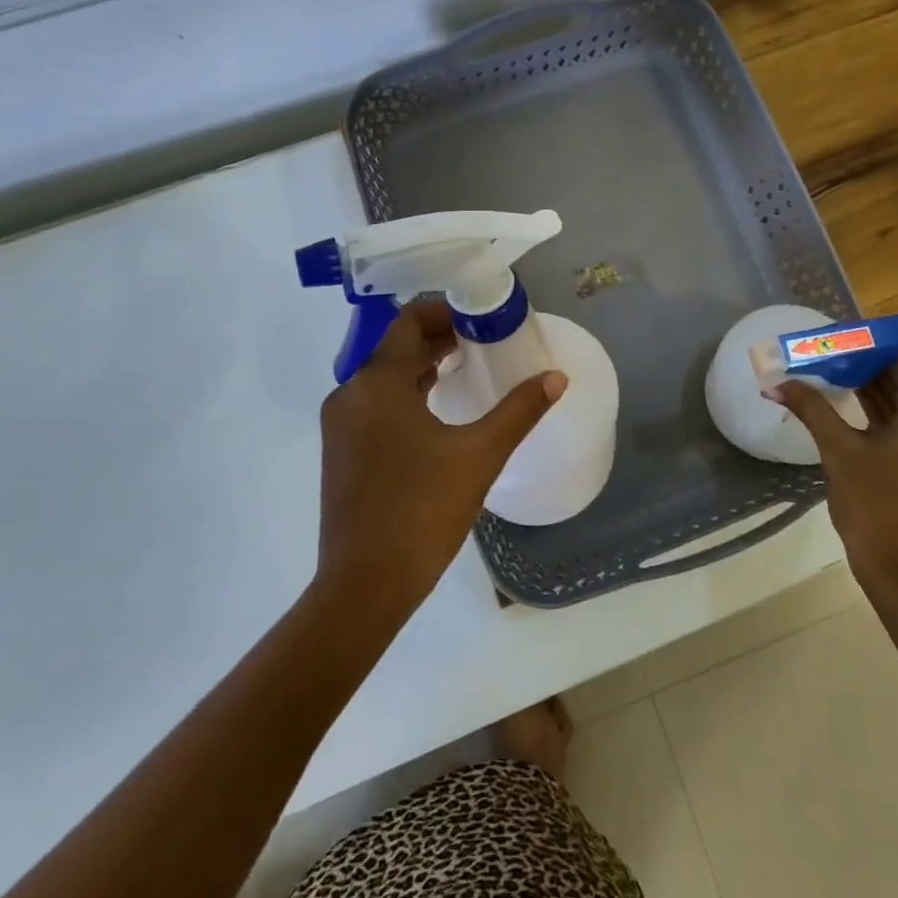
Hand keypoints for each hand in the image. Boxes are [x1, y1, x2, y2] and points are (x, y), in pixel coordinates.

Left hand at [314, 299, 565, 619]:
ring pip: (383, 376)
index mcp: (378, 384)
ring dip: (420, 365)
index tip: (478, 317)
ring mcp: (340, 424)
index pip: (408, 322)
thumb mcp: (479, 455)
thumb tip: (557, 378)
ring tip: (464, 366)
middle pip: (395, 346)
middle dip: (437, 337)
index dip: (443, 312)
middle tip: (481, 340)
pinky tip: (434, 407)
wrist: (364, 585)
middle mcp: (350, 394)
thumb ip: (519, 410)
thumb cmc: (422, 511)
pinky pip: (374, 402)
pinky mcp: (340, 450)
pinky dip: (404, 392)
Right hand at [774, 354, 897, 624]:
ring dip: (872, 389)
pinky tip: (848, 403)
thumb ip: (811, 409)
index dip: (873, 344)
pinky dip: (882, 413)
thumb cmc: (875, 507)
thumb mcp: (839, 452)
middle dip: (866, 365)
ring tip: (829, 371)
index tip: (839, 335)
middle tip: (826, 352)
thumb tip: (775, 382)